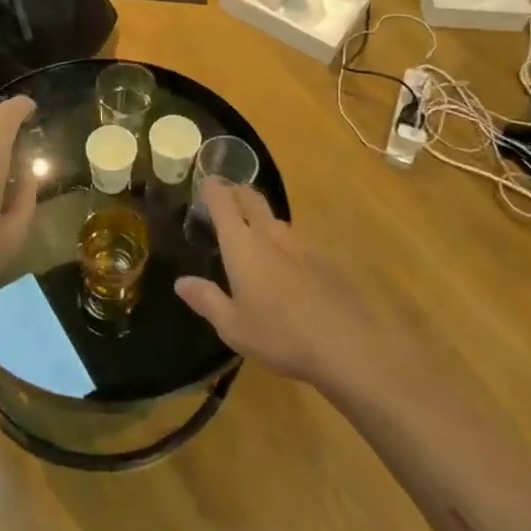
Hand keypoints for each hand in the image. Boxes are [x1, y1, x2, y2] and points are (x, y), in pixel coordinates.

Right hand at [174, 180, 388, 391]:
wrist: (348, 346)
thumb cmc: (279, 335)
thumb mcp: (233, 326)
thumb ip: (206, 299)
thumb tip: (181, 282)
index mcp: (242, 244)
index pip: (222, 201)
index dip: (211, 188)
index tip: (204, 184)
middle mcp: (270, 234)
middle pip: (251, 198)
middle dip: (236, 192)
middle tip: (226, 199)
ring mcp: (302, 244)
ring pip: (275, 219)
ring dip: (261, 219)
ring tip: (255, 237)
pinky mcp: (325, 259)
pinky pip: (297, 242)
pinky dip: (285, 246)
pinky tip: (288, 270)